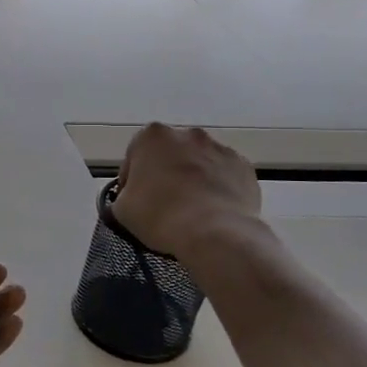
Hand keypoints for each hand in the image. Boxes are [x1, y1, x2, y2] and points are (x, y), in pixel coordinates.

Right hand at [110, 124, 262, 261]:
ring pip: (199, 163)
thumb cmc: (159, 215)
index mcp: (151, 136)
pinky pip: (224, 175)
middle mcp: (187, 134)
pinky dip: (218, 188)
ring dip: (193, 179)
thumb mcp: (121, 209)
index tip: (135, 201)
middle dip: (166, 173)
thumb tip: (135, 197)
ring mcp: (220, 148)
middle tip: (163, 204)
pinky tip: (213, 211)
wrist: (214, 232)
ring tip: (192, 210)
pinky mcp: (244, 167)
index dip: (132, 181)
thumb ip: (125, 194)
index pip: (134, 157)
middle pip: (170, 154)